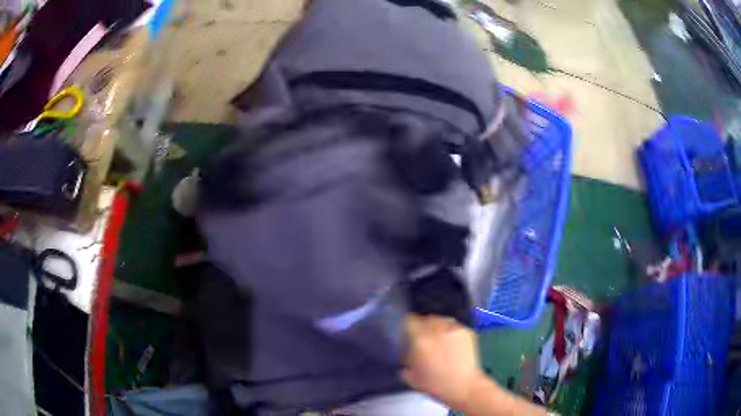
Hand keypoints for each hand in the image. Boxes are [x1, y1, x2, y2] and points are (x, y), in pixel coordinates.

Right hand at [401, 315, 486, 409]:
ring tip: (438, 340)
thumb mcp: (411, 376)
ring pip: (440, 319)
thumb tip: (404, 352)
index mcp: (420, 340)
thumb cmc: (436, 385)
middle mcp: (437, 330)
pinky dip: (450, 331)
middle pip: (425, 319)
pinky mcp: (467, 331)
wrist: (464, 386)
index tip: (407, 334)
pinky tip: (451, 343)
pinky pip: (453, 325)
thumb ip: (405, 360)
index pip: (409, 321)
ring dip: (437, 327)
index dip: (407, 327)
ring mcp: (453, 329)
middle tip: (423, 339)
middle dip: (423, 327)